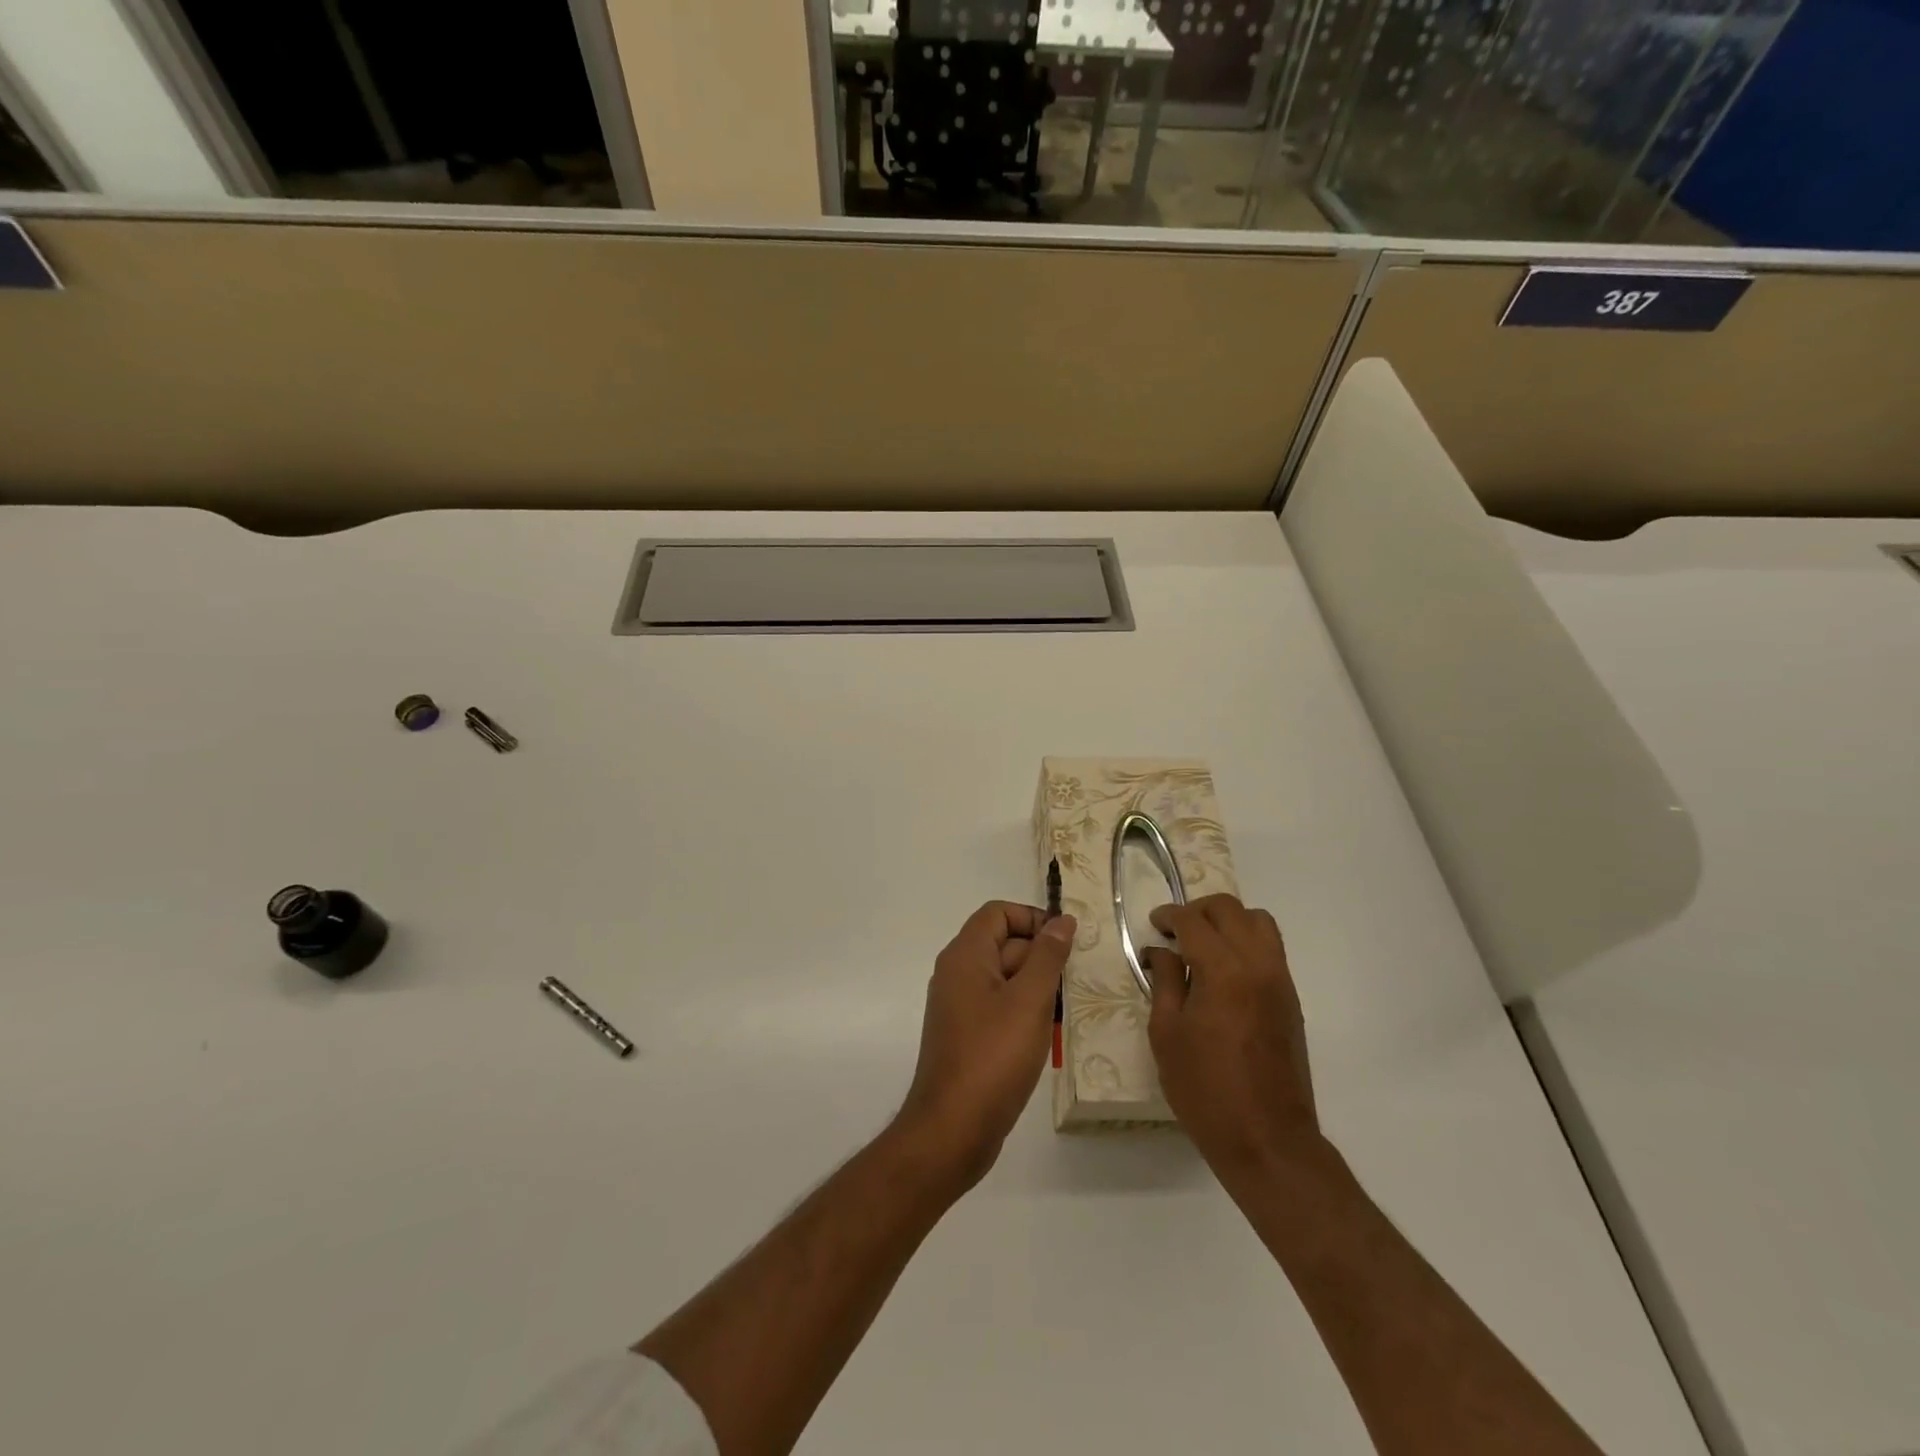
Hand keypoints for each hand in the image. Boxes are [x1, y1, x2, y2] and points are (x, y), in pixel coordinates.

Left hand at [896, 901, 1075, 1192]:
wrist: (952, 1130)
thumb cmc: (993, 1057)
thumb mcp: (1029, 1001)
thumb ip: (1047, 956)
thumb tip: (1062, 920)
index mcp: (965, 956)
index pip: (998, 913)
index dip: (1032, 919)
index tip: (1065, 943)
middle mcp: (957, 974)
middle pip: (1003, 944)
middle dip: (1040, 958)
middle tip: (1075, 982)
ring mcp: (959, 1007)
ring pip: (1005, 979)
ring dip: (1036, 989)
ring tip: (1066, 1012)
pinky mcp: (967, 1035)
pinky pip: (999, 1008)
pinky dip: (1024, 1013)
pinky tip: (1047, 1037)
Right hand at [1143, 894, 1317, 1177]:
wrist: (1268, 1140)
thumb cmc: (1205, 1090)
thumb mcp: (1167, 1034)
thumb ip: (1165, 982)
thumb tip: (1161, 951)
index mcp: (1223, 971)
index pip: (1193, 921)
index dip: (1168, 915)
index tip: (1153, 924)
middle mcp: (1257, 965)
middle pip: (1231, 910)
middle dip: (1199, 910)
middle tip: (1175, 930)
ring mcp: (1280, 981)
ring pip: (1259, 922)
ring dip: (1228, 921)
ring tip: (1203, 944)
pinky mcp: (1291, 1000)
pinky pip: (1270, 949)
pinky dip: (1246, 942)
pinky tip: (1223, 971)